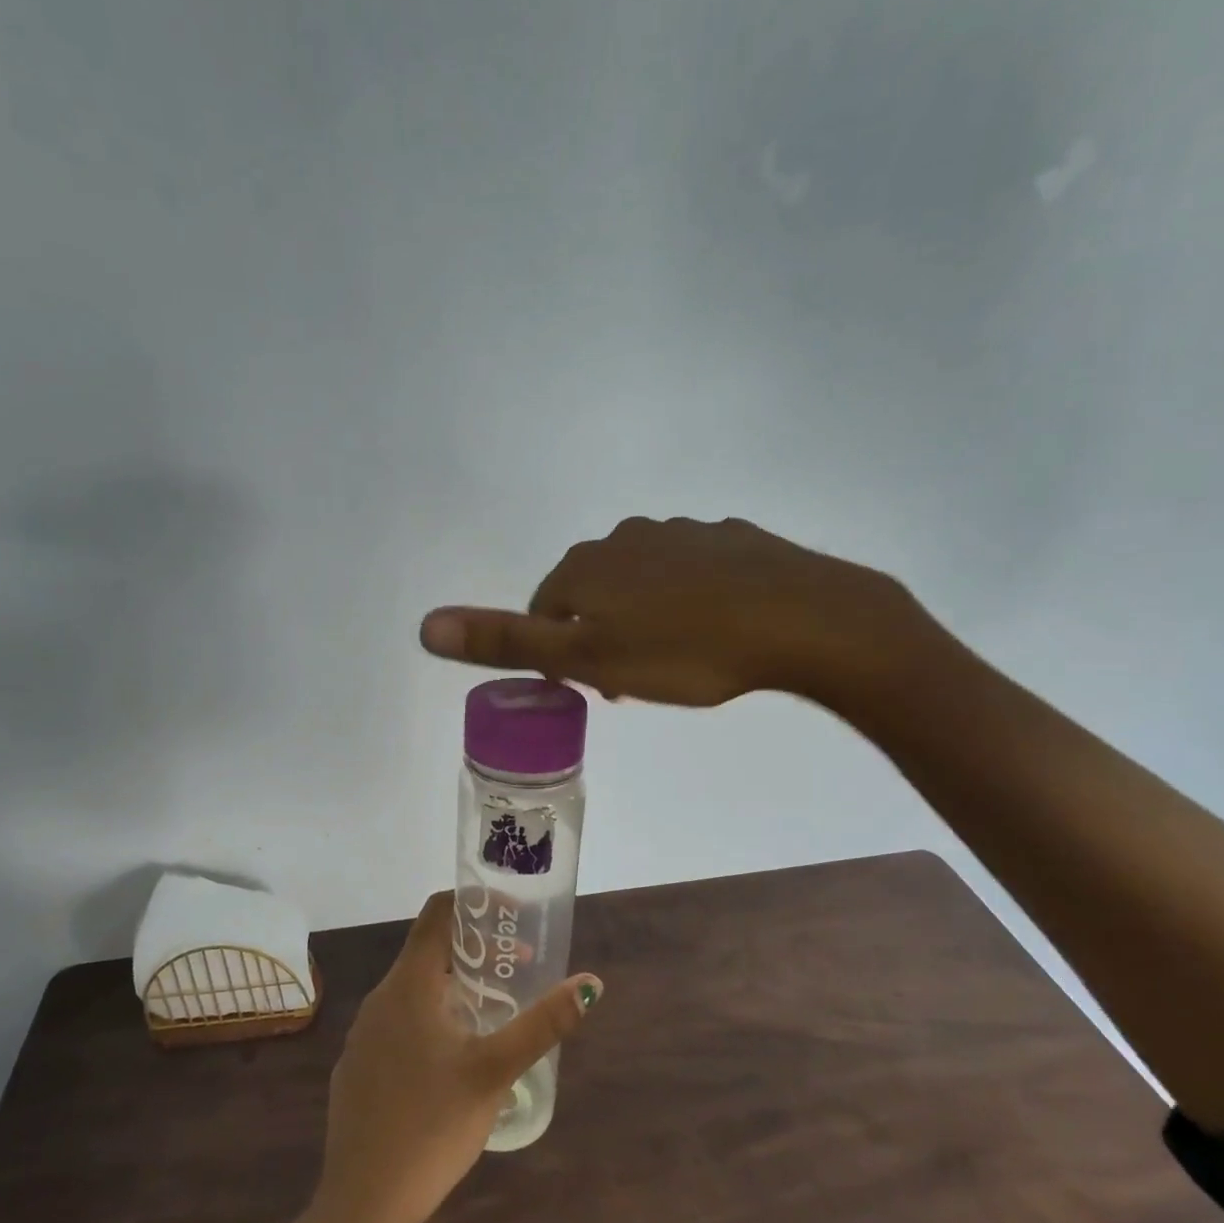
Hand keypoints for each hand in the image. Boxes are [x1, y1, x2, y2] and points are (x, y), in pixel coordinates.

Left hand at [311, 892, 601, 1222]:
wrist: (362, 1205)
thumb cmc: (432, 1127)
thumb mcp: (496, 1071)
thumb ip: (543, 1024)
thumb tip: (591, 983)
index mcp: (408, 985)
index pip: (437, 913)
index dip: (474, 902)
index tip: (512, 914)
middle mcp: (380, 999)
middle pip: (429, 951)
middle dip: (475, 951)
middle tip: (518, 966)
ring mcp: (364, 1035)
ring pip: (414, 990)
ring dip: (455, 987)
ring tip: (495, 1010)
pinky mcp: (358, 1066)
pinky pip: (399, 1023)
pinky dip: (431, 1018)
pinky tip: (454, 1058)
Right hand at [418, 516, 928, 709]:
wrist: (800, 620)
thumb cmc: (684, 650)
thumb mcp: (587, 658)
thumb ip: (506, 641)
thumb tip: (424, 624)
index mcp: (587, 566)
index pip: (546, 610)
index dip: (563, 655)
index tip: (596, 689)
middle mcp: (627, 538)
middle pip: (594, 595)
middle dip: (603, 638)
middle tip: (637, 683)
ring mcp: (683, 533)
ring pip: (643, 584)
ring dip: (645, 621)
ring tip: (680, 663)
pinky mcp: (731, 540)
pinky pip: (692, 576)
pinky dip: (691, 603)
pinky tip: (720, 631)